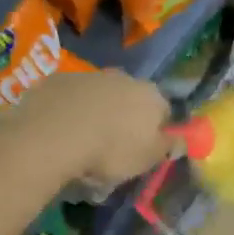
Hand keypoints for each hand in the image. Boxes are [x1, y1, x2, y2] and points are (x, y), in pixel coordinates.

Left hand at [2, 69, 171, 188]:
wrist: (53, 135)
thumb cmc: (110, 150)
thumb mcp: (146, 159)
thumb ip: (167, 147)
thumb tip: (180, 141)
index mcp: (151, 95)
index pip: (164, 111)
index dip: (156, 131)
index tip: (144, 150)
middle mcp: (124, 78)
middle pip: (131, 99)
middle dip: (125, 117)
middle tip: (112, 146)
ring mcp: (90, 75)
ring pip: (100, 95)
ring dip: (96, 111)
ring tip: (82, 140)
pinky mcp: (58, 79)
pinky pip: (70, 96)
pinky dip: (69, 109)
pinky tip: (59, 130)